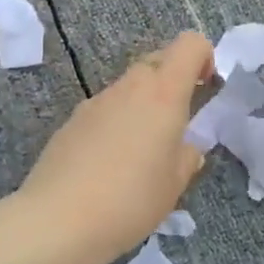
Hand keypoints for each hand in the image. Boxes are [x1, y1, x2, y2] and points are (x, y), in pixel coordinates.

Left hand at [16, 31, 213, 263]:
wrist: (58, 220)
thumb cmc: (130, 200)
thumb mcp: (174, 184)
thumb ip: (188, 156)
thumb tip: (187, 146)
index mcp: (163, 94)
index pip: (189, 44)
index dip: (203, 56)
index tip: (205, 87)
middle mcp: (129, 87)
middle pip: (157, 61)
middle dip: (173, 83)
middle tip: (176, 126)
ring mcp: (96, 101)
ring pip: (129, 87)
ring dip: (143, 105)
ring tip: (141, 153)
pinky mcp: (72, 120)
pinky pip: (105, 109)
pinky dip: (116, 122)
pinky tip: (109, 164)